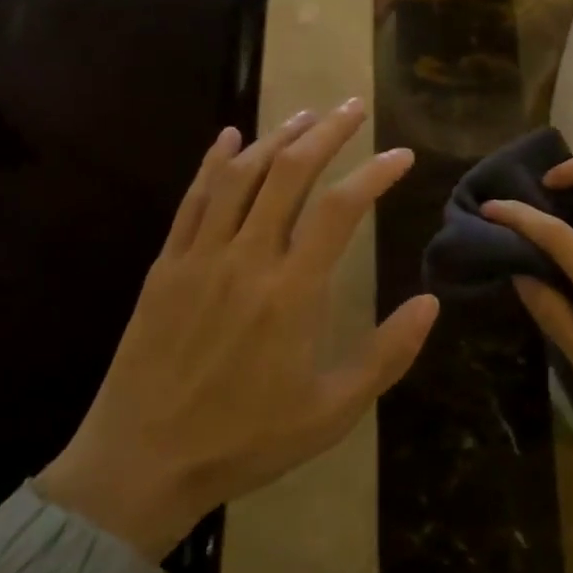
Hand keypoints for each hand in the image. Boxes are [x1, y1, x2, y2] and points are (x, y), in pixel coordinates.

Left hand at [37, 99, 439, 559]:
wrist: (141, 464)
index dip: (375, 173)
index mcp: (292, 291)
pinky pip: (192, 200)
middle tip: (353, 107)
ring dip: (276, 137)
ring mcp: (200, 257)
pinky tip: (228, 137)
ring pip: (240, 175)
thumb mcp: (333, 411)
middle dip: (327, 132)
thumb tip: (431, 302)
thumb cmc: (246, 440)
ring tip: (305, 115)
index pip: (342, 208)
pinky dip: (213, 162)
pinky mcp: (165, 266)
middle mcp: (247, 258)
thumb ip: (387, 354)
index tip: (401, 155)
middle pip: (290, 173)